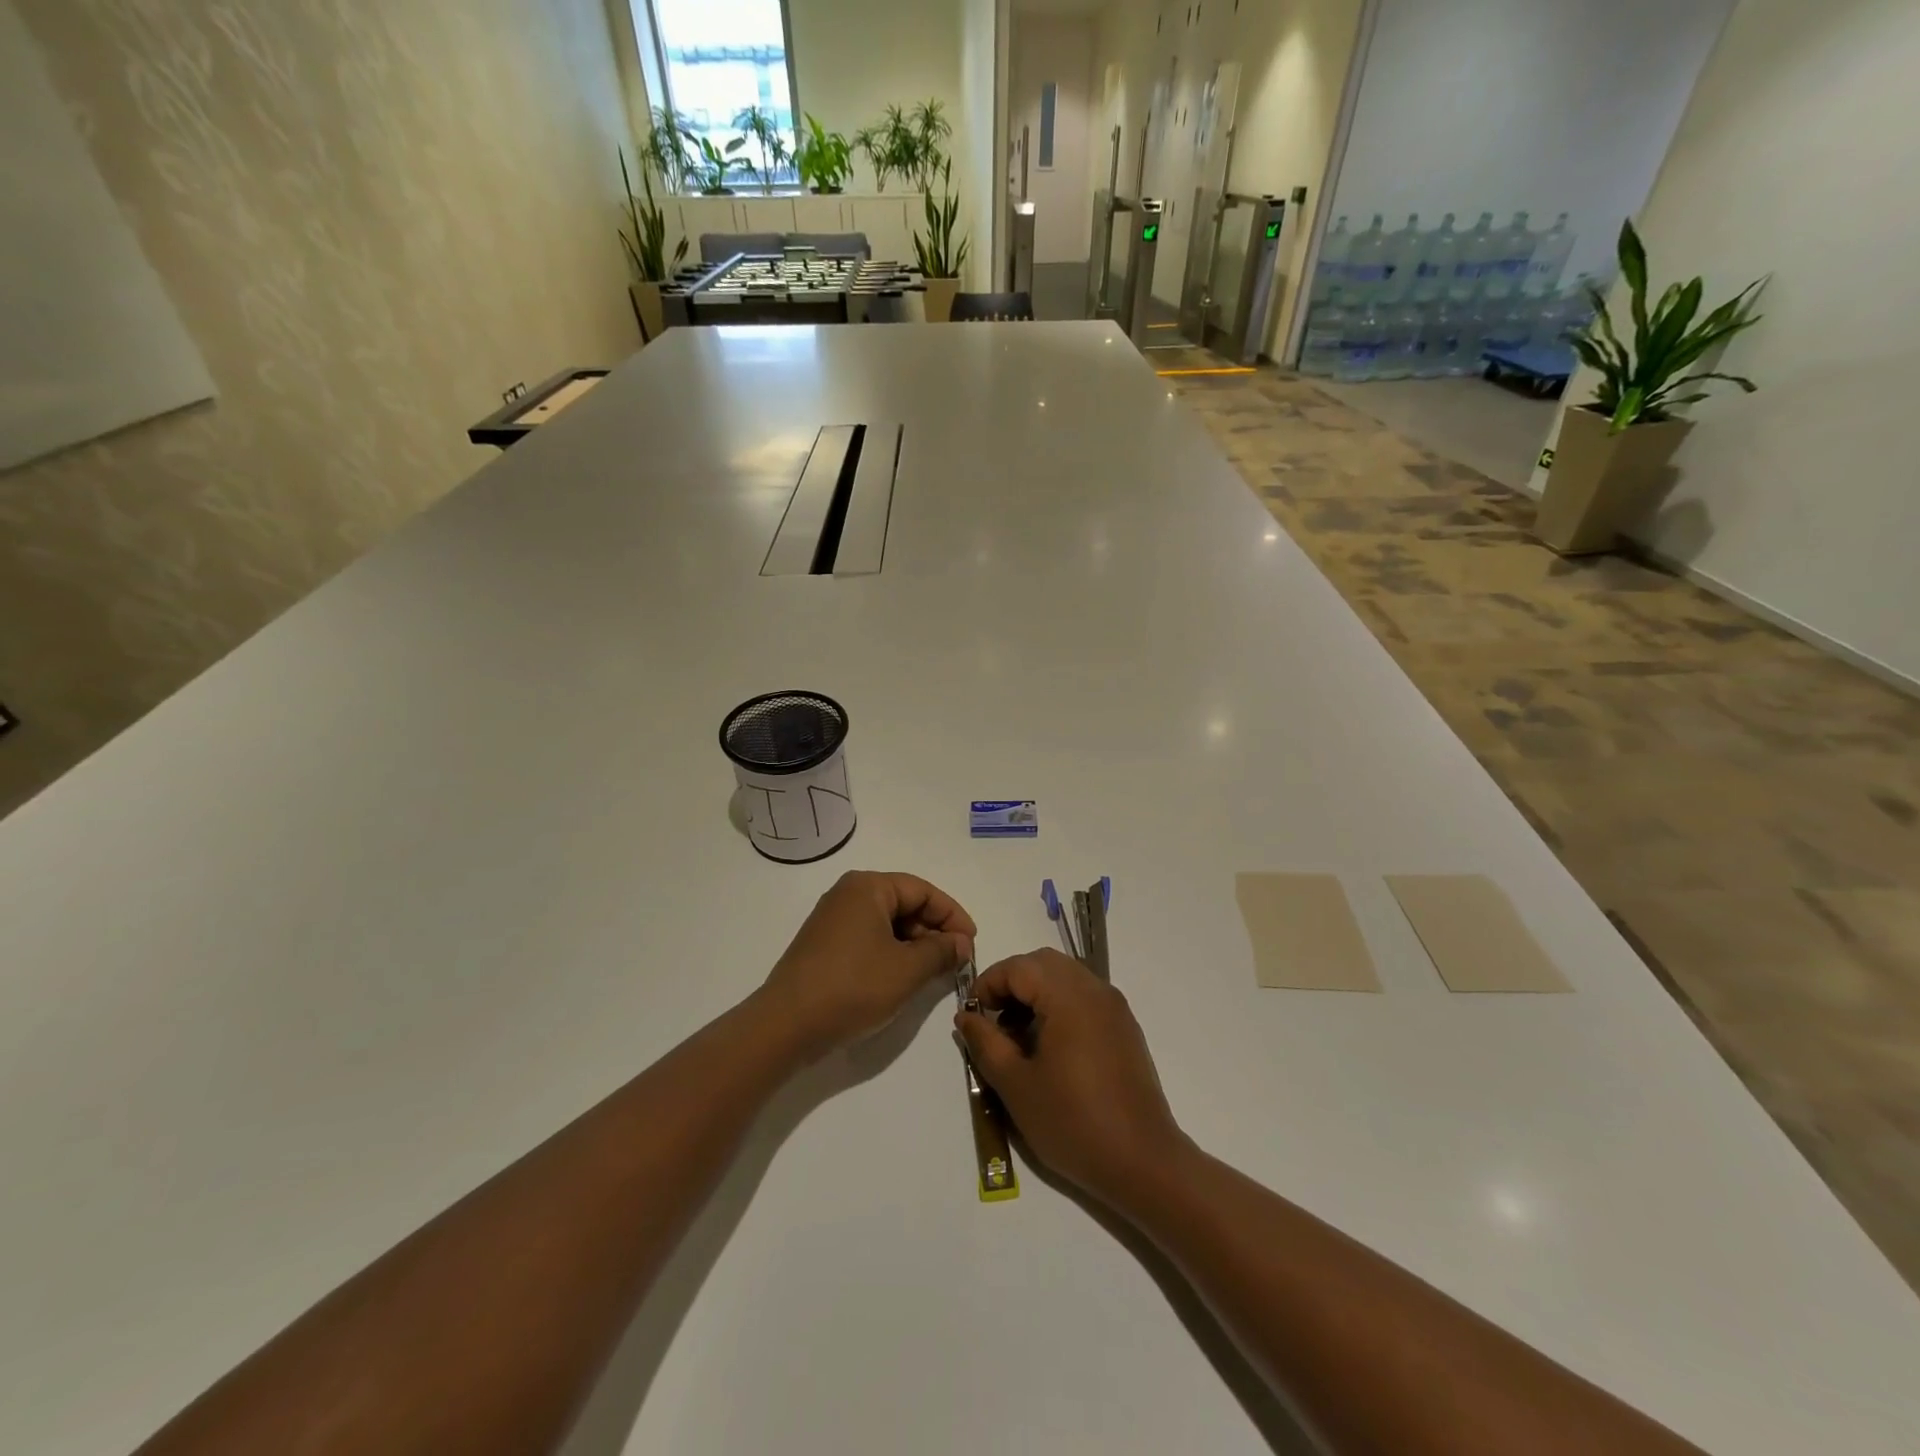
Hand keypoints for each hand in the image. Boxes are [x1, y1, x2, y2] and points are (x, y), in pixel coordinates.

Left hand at [759, 871, 975, 1059]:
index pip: (923, 891)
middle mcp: (848, 894)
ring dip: (914, 944)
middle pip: (904, 903)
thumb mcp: (907, 969)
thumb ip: (940, 951)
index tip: (970, 944)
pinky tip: (903, 977)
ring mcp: (833, 919)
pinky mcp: (824, 944)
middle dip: (934, 930)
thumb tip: (961, 942)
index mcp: (868, 887)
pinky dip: (891, 952)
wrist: (786, 1025)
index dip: (952, 915)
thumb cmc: (852, 987)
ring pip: (887, 923)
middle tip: (955, 960)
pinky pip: (869, 938)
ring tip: (933, 972)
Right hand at [955, 949, 1186, 1205]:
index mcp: (1068, 996)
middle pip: (1043, 964)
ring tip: (1018, 1036)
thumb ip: (986, 1043)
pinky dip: (1060, 1005)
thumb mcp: (1016, 1085)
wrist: (1143, 1163)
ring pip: (1066, 977)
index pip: (1018, 967)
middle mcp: (1095, 990)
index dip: (988, 984)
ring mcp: (1114, 1007)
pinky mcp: (1125, 1027)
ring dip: (1036, 993)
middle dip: (1012, 983)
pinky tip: (1050, 1046)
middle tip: (993, 1020)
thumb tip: (966, 1016)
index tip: (971, 1017)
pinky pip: (1085, 997)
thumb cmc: (1072, 1122)